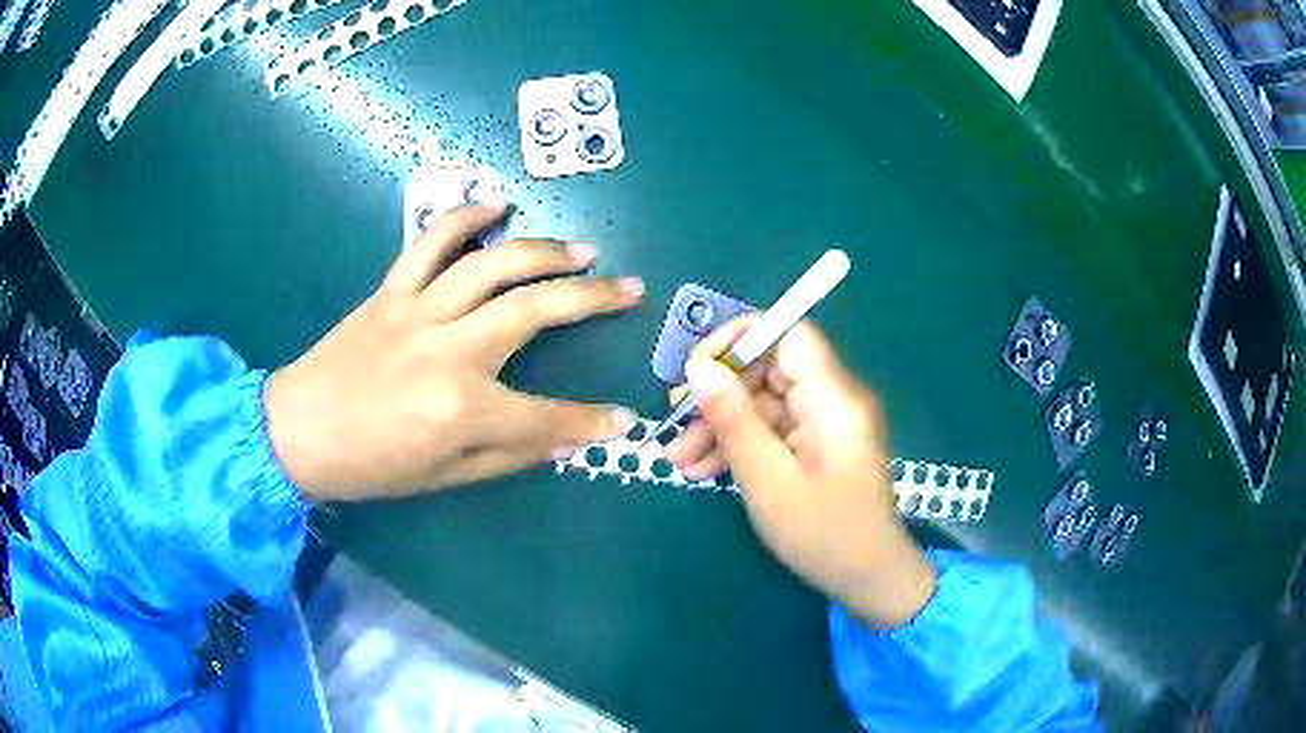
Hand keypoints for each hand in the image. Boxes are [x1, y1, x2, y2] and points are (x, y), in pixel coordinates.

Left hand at [264, 202, 642, 500]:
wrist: (296, 431)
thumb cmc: (370, 466)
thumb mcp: (445, 476)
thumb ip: (509, 453)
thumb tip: (565, 439)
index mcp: (461, 409)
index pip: (546, 416)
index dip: (591, 420)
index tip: (624, 417)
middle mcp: (447, 350)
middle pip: (533, 310)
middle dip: (592, 299)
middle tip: (630, 287)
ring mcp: (417, 310)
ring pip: (492, 264)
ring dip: (544, 251)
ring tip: (583, 250)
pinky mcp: (391, 289)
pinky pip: (430, 240)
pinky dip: (464, 215)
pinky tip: (496, 203)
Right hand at [665, 318, 935, 626]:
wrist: (868, 578)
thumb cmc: (823, 533)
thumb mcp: (768, 479)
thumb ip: (734, 419)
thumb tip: (698, 366)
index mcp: (832, 397)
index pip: (788, 333)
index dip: (740, 339)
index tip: (696, 368)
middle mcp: (832, 399)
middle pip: (768, 368)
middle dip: (717, 393)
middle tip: (673, 421)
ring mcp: (823, 424)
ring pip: (763, 402)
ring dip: (720, 425)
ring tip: (676, 459)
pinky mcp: (816, 446)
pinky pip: (772, 429)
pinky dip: (739, 444)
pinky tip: (702, 469)